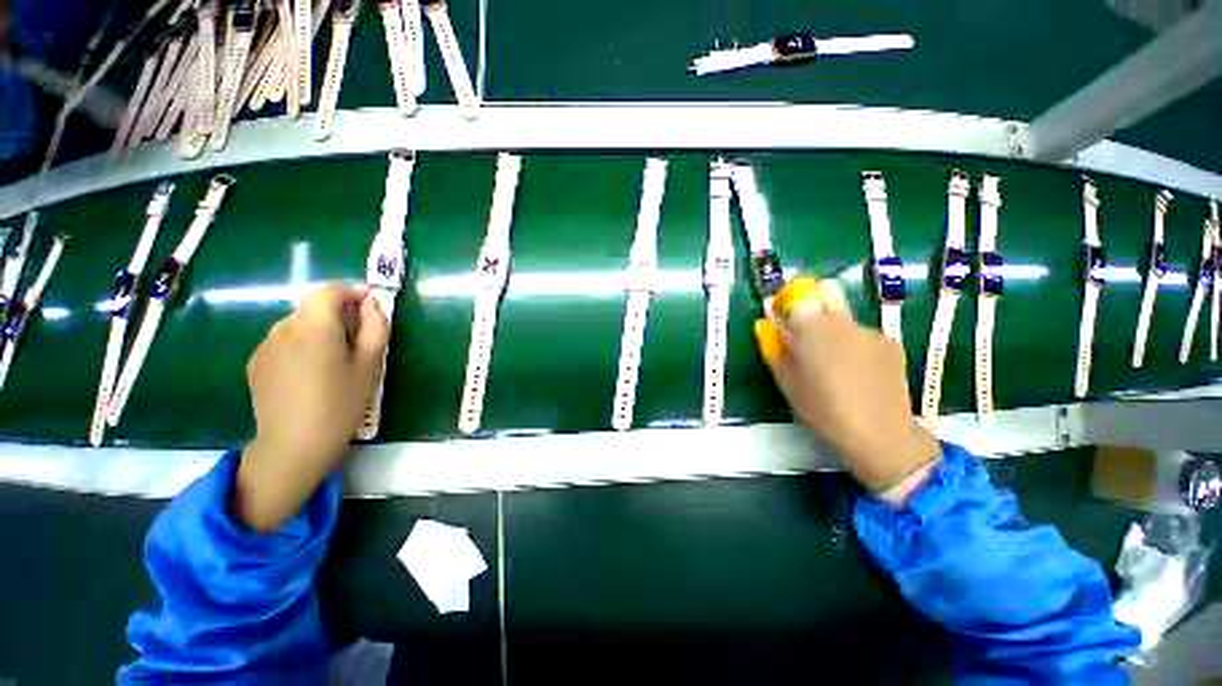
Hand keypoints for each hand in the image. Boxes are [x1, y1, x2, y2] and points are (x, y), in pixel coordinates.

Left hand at [236, 283, 390, 531]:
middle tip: (358, 338)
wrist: (295, 445)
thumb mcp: (371, 364)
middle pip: (312, 306)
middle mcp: (283, 327)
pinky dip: (301, 345)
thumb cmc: (342, 403)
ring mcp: (265, 345)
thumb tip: (372, 305)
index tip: (369, 304)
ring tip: (334, 359)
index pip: (329, 290)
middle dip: (337, 313)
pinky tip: (310, 373)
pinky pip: (283, 341)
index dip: (351, 291)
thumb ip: (376, 327)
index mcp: (315, 325)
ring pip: (297, 324)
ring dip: (318, 329)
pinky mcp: (255, 362)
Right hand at [757, 278, 939, 492]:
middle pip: (828, 289)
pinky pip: (864, 334)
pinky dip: (855, 345)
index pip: (799, 292)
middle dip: (815, 300)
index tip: (783, 317)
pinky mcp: (890, 343)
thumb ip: (774, 348)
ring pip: (845, 316)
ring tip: (835, 363)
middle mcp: (842, 320)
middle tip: (806, 329)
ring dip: (835, 329)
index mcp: (811, 327)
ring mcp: (870, 330)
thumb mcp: (786, 381)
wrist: (879, 432)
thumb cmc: (822, 407)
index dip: (789, 300)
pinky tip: (858, 372)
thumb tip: (768, 327)